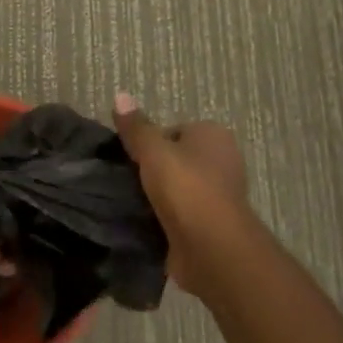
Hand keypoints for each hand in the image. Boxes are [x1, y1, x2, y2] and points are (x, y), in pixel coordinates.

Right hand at [113, 92, 263, 295]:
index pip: (175, 130)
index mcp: (214, 135)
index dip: (151, 143)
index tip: (130, 158)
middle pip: (176, 160)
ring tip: (129, 203)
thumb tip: (120, 95)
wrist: (211, 247)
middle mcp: (222, 161)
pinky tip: (143, 224)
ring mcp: (219, 196)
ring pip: (178, 189)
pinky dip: (164, 219)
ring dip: (157, 197)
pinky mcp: (211, 226)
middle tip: (126, 180)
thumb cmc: (186, 188)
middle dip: (153, 171)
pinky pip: (180, 215)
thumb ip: (136, 127)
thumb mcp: (153, 151)